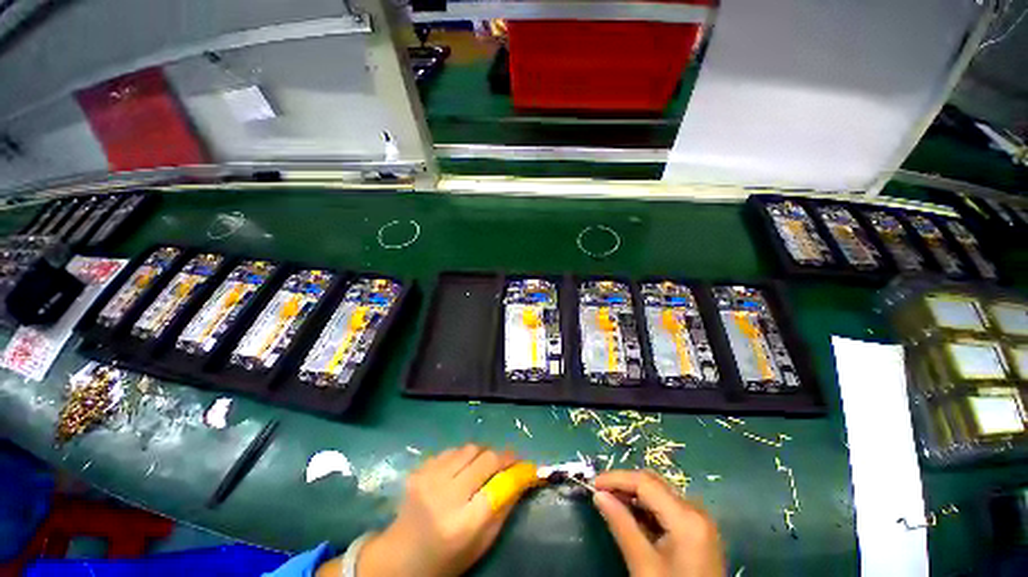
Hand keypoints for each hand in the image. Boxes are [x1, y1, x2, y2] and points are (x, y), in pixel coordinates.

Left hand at [356, 444, 528, 576]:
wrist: (398, 559)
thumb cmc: (445, 559)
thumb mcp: (480, 544)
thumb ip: (503, 510)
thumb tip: (523, 478)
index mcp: (462, 524)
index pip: (499, 485)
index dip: (516, 470)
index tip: (526, 464)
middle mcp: (445, 496)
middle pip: (486, 458)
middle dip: (503, 455)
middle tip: (510, 459)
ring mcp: (429, 479)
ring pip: (470, 448)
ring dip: (483, 452)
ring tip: (485, 463)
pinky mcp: (420, 469)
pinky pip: (452, 450)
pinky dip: (464, 455)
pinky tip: (462, 468)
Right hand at [593, 470, 724, 576]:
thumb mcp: (644, 565)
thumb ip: (621, 525)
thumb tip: (598, 495)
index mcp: (686, 517)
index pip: (645, 482)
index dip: (616, 478)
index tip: (593, 484)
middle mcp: (696, 510)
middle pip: (653, 482)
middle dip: (624, 484)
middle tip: (600, 492)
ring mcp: (699, 520)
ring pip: (659, 492)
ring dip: (634, 494)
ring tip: (611, 502)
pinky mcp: (698, 530)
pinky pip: (667, 507)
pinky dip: (646, 508)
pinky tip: (631, 516)